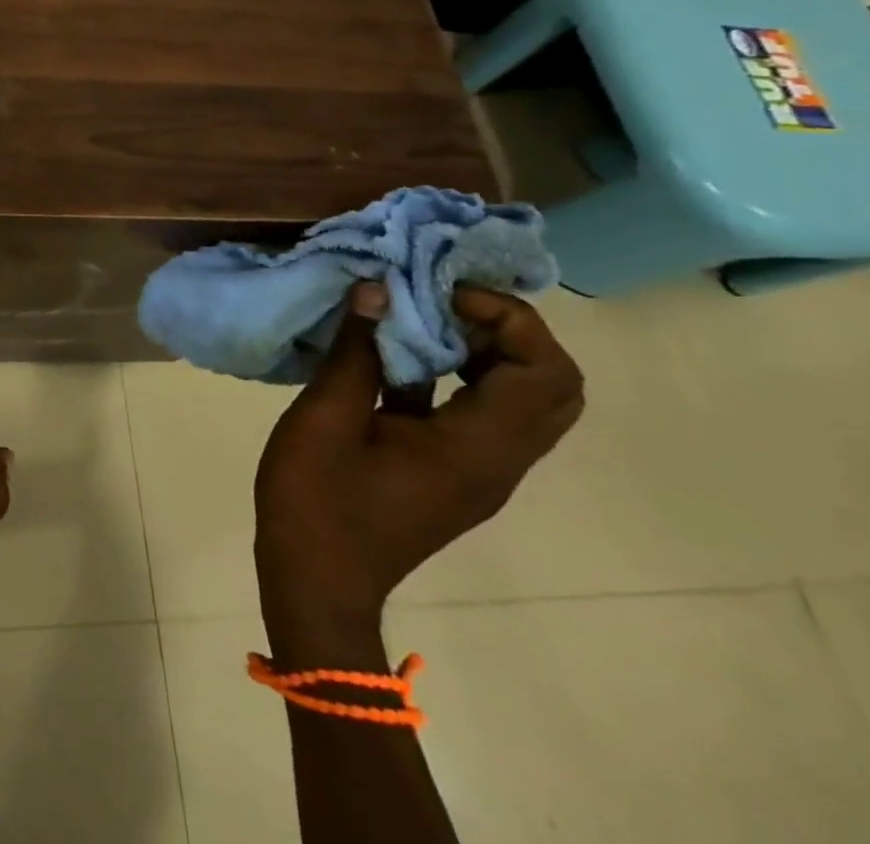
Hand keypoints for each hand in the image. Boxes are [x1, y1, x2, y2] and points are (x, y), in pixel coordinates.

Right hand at [253, 284, 584, 644]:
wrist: (316, 581)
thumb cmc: (317, 500)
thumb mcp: (324, 418)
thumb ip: (354, 352)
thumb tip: (376, 288)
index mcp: (475, 449)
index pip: (545, 373)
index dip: (507, 318)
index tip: (440, 292)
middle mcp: (497, 460)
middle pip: (553, 386)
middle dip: (507, 329)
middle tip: (441, 300)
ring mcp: (479, 469)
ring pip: (521, 398)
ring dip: (482, 349)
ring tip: (418, 317)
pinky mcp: (453, 472)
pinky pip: (480, 412)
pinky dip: (455, 373)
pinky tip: (393, 356)